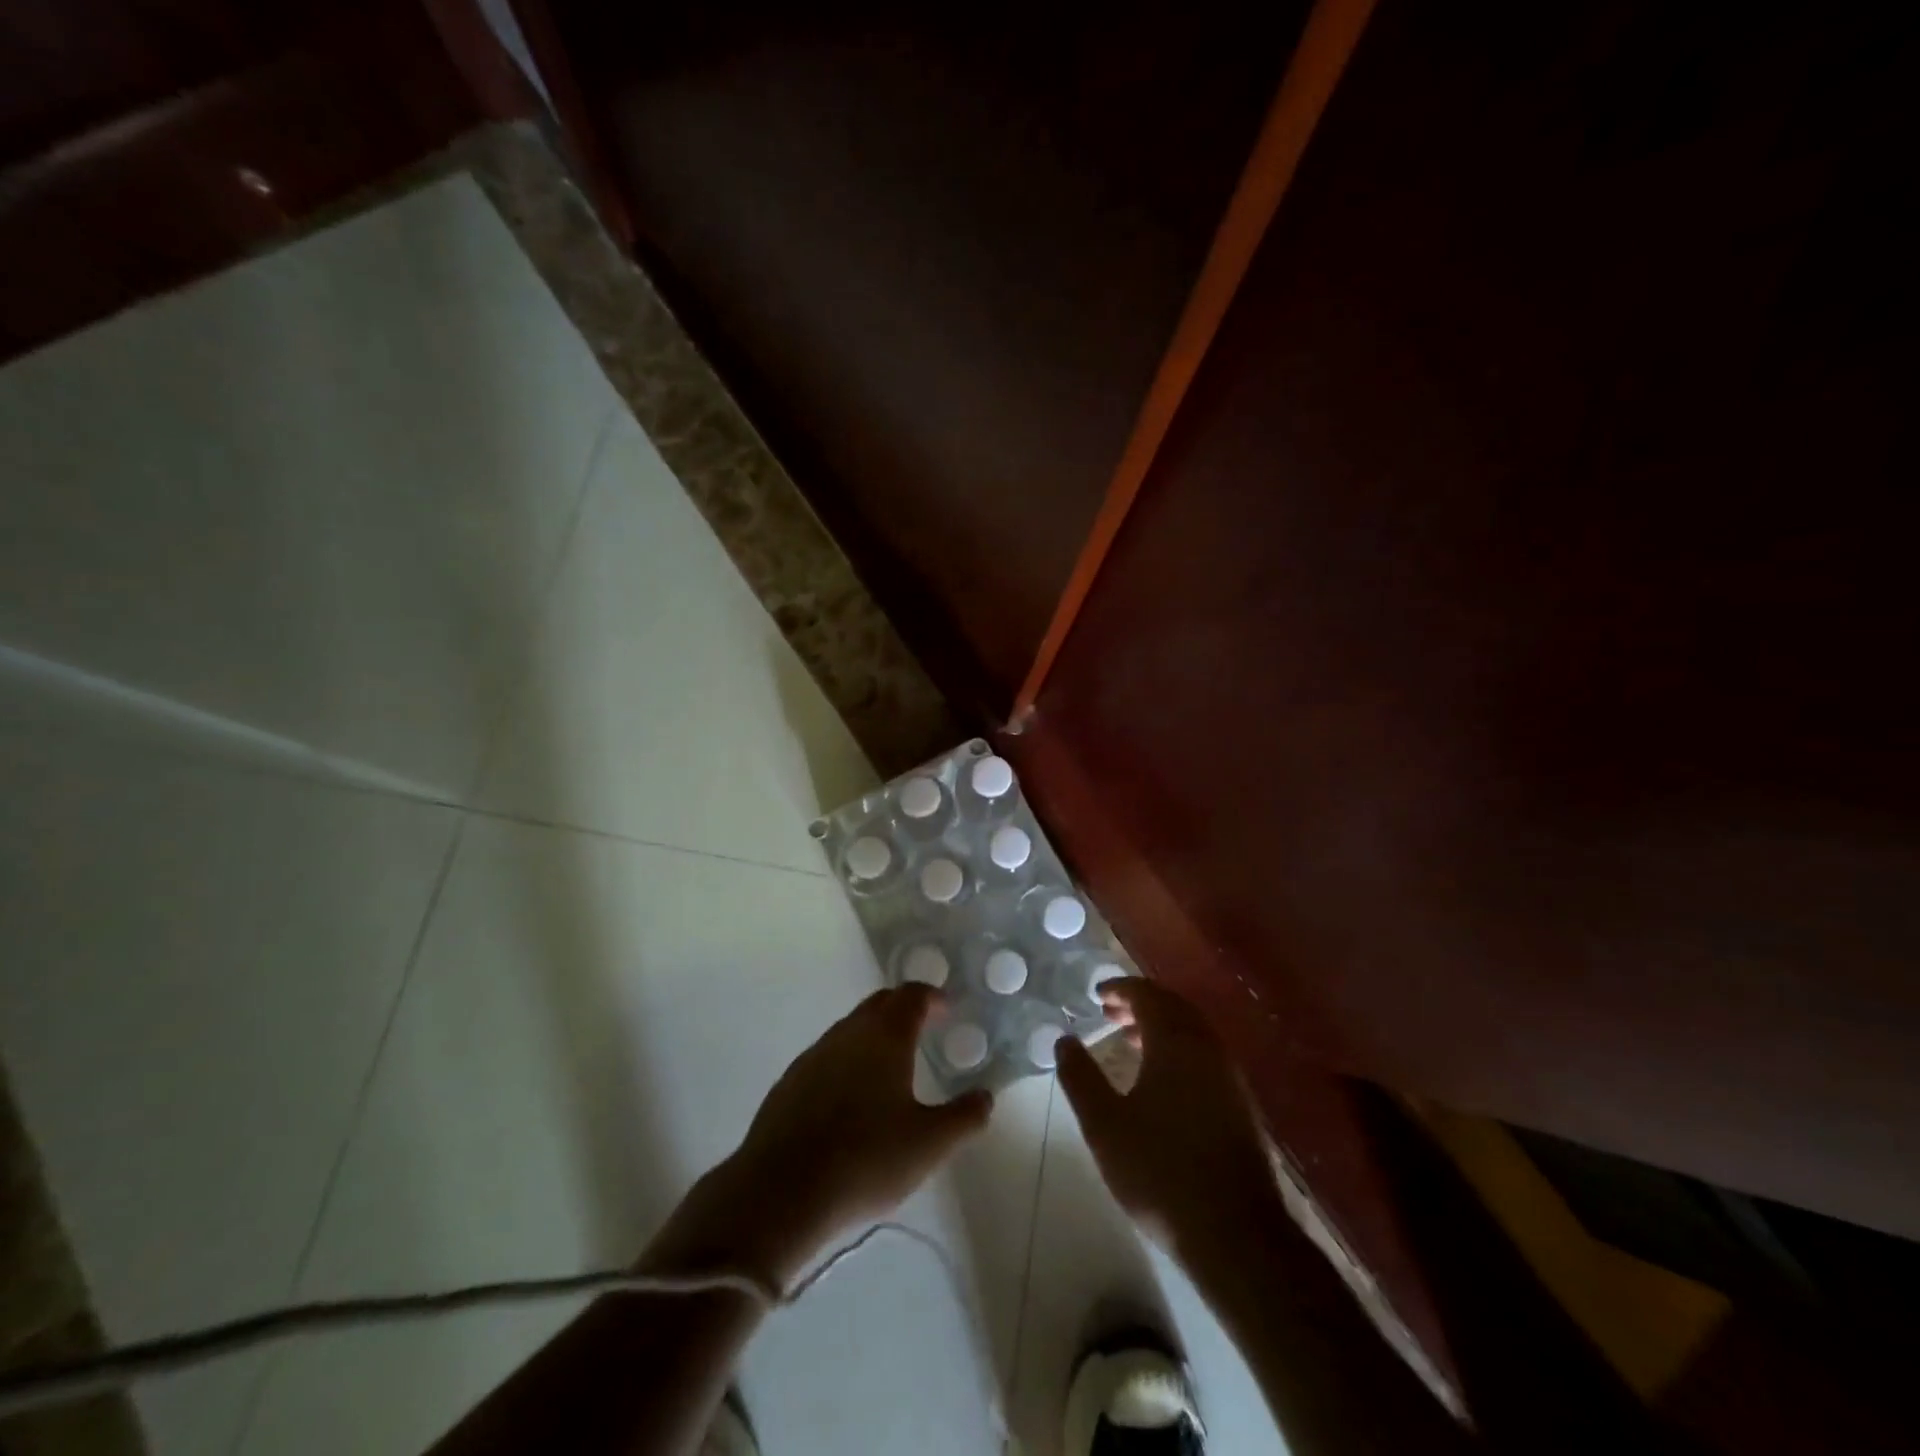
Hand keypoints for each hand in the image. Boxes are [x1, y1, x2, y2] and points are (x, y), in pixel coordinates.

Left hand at [655, 984, 990, 1290]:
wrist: (781, 1191)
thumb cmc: (866, 1160)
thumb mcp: (930, 1144)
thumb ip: (965, 1117)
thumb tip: (986, 1096)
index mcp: (885, 1035)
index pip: (911, 996)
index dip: (932, 997)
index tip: (947, 1008)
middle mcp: (849, 1032)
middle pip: (880, 1003)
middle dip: (904, 1008)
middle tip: (925, 1027)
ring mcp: (815, 1054)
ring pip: (852, 1028)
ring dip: (875, 1033)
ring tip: (892, 1063)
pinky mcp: (791, 1081)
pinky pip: (829, 1054)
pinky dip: (849, 1059)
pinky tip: (852, 1095)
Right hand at [1056, 979, 1279, 1252]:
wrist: (1236, 1235)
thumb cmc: (1161, 1172)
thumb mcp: (1104, 1125)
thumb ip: (1080, 1077)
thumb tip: (1064, 1040)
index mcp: (1176, 1043)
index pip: (1148, 995)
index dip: (1121, 989)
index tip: (1097, 994)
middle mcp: (1208, 1048)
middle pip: (1174, 1007)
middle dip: (1141, 1003)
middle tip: (1110, 1014)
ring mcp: (1230, 1077)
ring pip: (1193, 1032)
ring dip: (1161, 1027)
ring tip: (1131, 1042)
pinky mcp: (1241, 1105)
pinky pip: (1206, 1055)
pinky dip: (1180, 1049)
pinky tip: (1162, 1080)